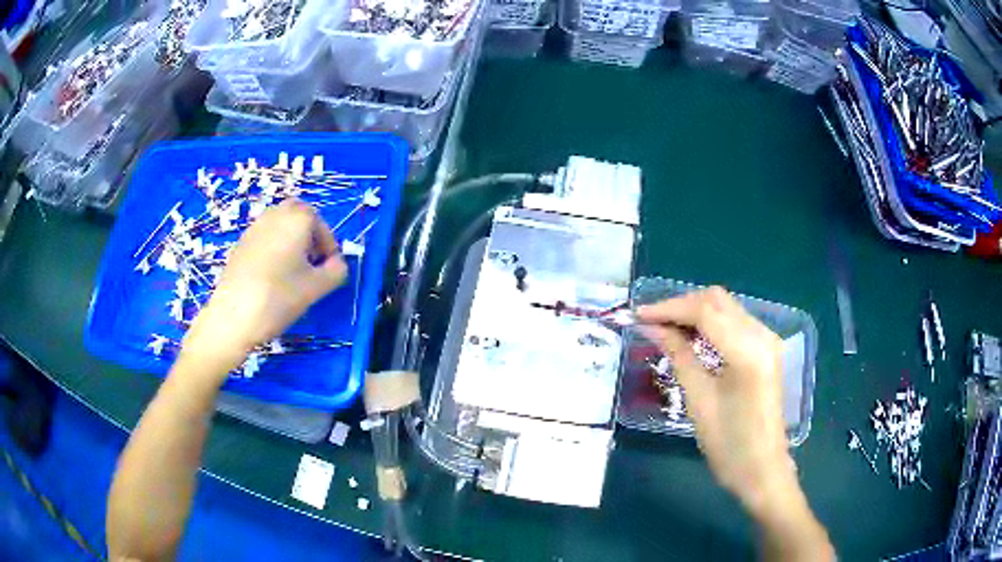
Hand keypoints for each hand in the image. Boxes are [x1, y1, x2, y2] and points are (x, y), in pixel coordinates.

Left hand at [181, 200, 347, 375]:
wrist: (233, 317)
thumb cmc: (279, 298)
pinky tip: (271, 279)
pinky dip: (273, 250)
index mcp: (296, 218)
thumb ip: (336, 271)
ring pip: (279, 226)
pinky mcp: (240, 245)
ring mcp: (254, 229)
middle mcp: (274, 215)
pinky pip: (264, 239)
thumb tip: (337, 264)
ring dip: (291, 242)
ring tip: (292, 273)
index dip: (329, 246)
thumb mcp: (317, 288)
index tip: (329, 269)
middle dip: (309, 236)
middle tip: (312, 264)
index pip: (321, 224)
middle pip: (298, 216)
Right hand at [637, 287, 794, 515]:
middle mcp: (762, 335)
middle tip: (650, 323)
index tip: (638, 315)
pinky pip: (734, 321)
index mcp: (748, 351)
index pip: (705, 311)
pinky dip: (710, 323)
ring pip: (725, 307)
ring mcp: (768, 340)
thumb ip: (678, 355)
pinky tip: (691, 337)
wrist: (762, 468)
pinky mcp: (766, 349)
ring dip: (695, 312)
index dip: (669, 308)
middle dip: (681, 306)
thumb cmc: (728, 444)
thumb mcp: (698, 400)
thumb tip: (652, 327)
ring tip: (664, 329)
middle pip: (717, 300)